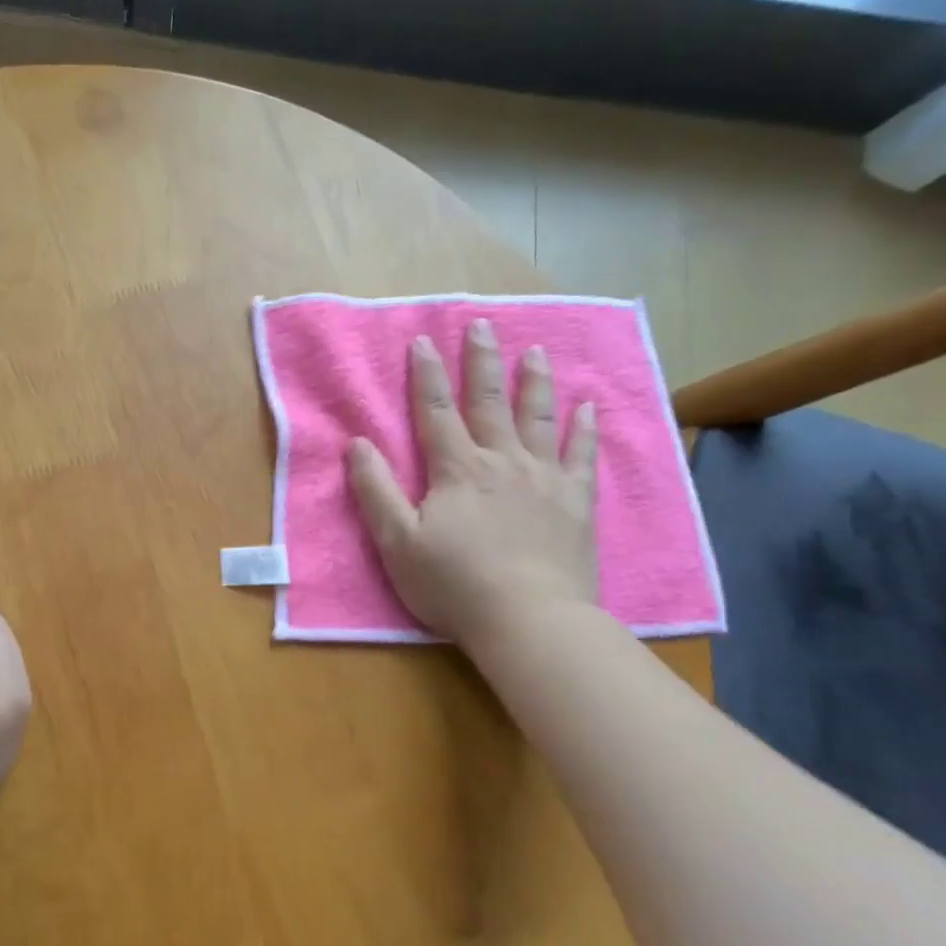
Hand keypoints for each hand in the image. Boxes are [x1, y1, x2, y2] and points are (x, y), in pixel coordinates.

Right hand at [346, 319, 599, 651]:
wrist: (530, 621)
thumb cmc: (454, 584)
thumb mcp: (397, 541)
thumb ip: (376, 489)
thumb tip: (357, 443)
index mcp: (456, 469)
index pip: (436, 410)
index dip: (426, 374)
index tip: (422, 339)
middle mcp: (502, 461)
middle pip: (489, 401)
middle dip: (481, 361)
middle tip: (482, 324)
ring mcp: (544, 479)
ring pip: (538, 418)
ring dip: (533, 381)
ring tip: (534, 350)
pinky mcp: (576, 502)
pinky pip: (582, 455)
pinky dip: (584, 428)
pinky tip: (588, 405)